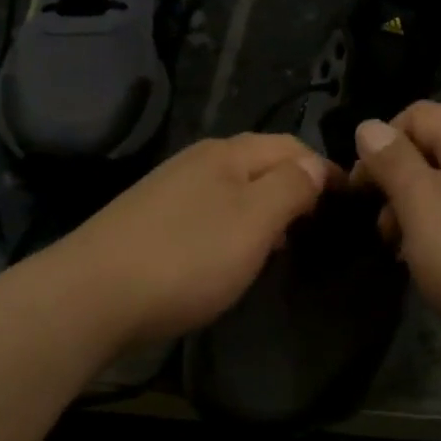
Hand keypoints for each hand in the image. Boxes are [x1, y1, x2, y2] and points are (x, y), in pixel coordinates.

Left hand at [38, 135, 336, 351]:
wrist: (91, 294)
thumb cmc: (187, 257)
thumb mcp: (254, 221)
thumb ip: (291, 188)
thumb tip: (316, 166)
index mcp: (227, 153)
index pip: (290, 146)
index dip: (323, 169)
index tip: (348, 202)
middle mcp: (197, 161)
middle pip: (260, 163)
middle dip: (293, 187)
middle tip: (316, 226)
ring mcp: (169, 189)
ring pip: (233, 188)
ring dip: (264, 209)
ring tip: (281, 245)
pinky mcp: (149, 219)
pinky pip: (208, 212)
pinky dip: (233, 226)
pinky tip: (230, 256)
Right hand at [351, 102, 440, 358]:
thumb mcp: (422, 206)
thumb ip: (392, 161)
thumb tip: (369, 126)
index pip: (416, 116)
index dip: (379, 148)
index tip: (359, 194)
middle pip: (437, 150)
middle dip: (400, 186)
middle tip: (385, 234)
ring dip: (423, 213)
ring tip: (411, 256)